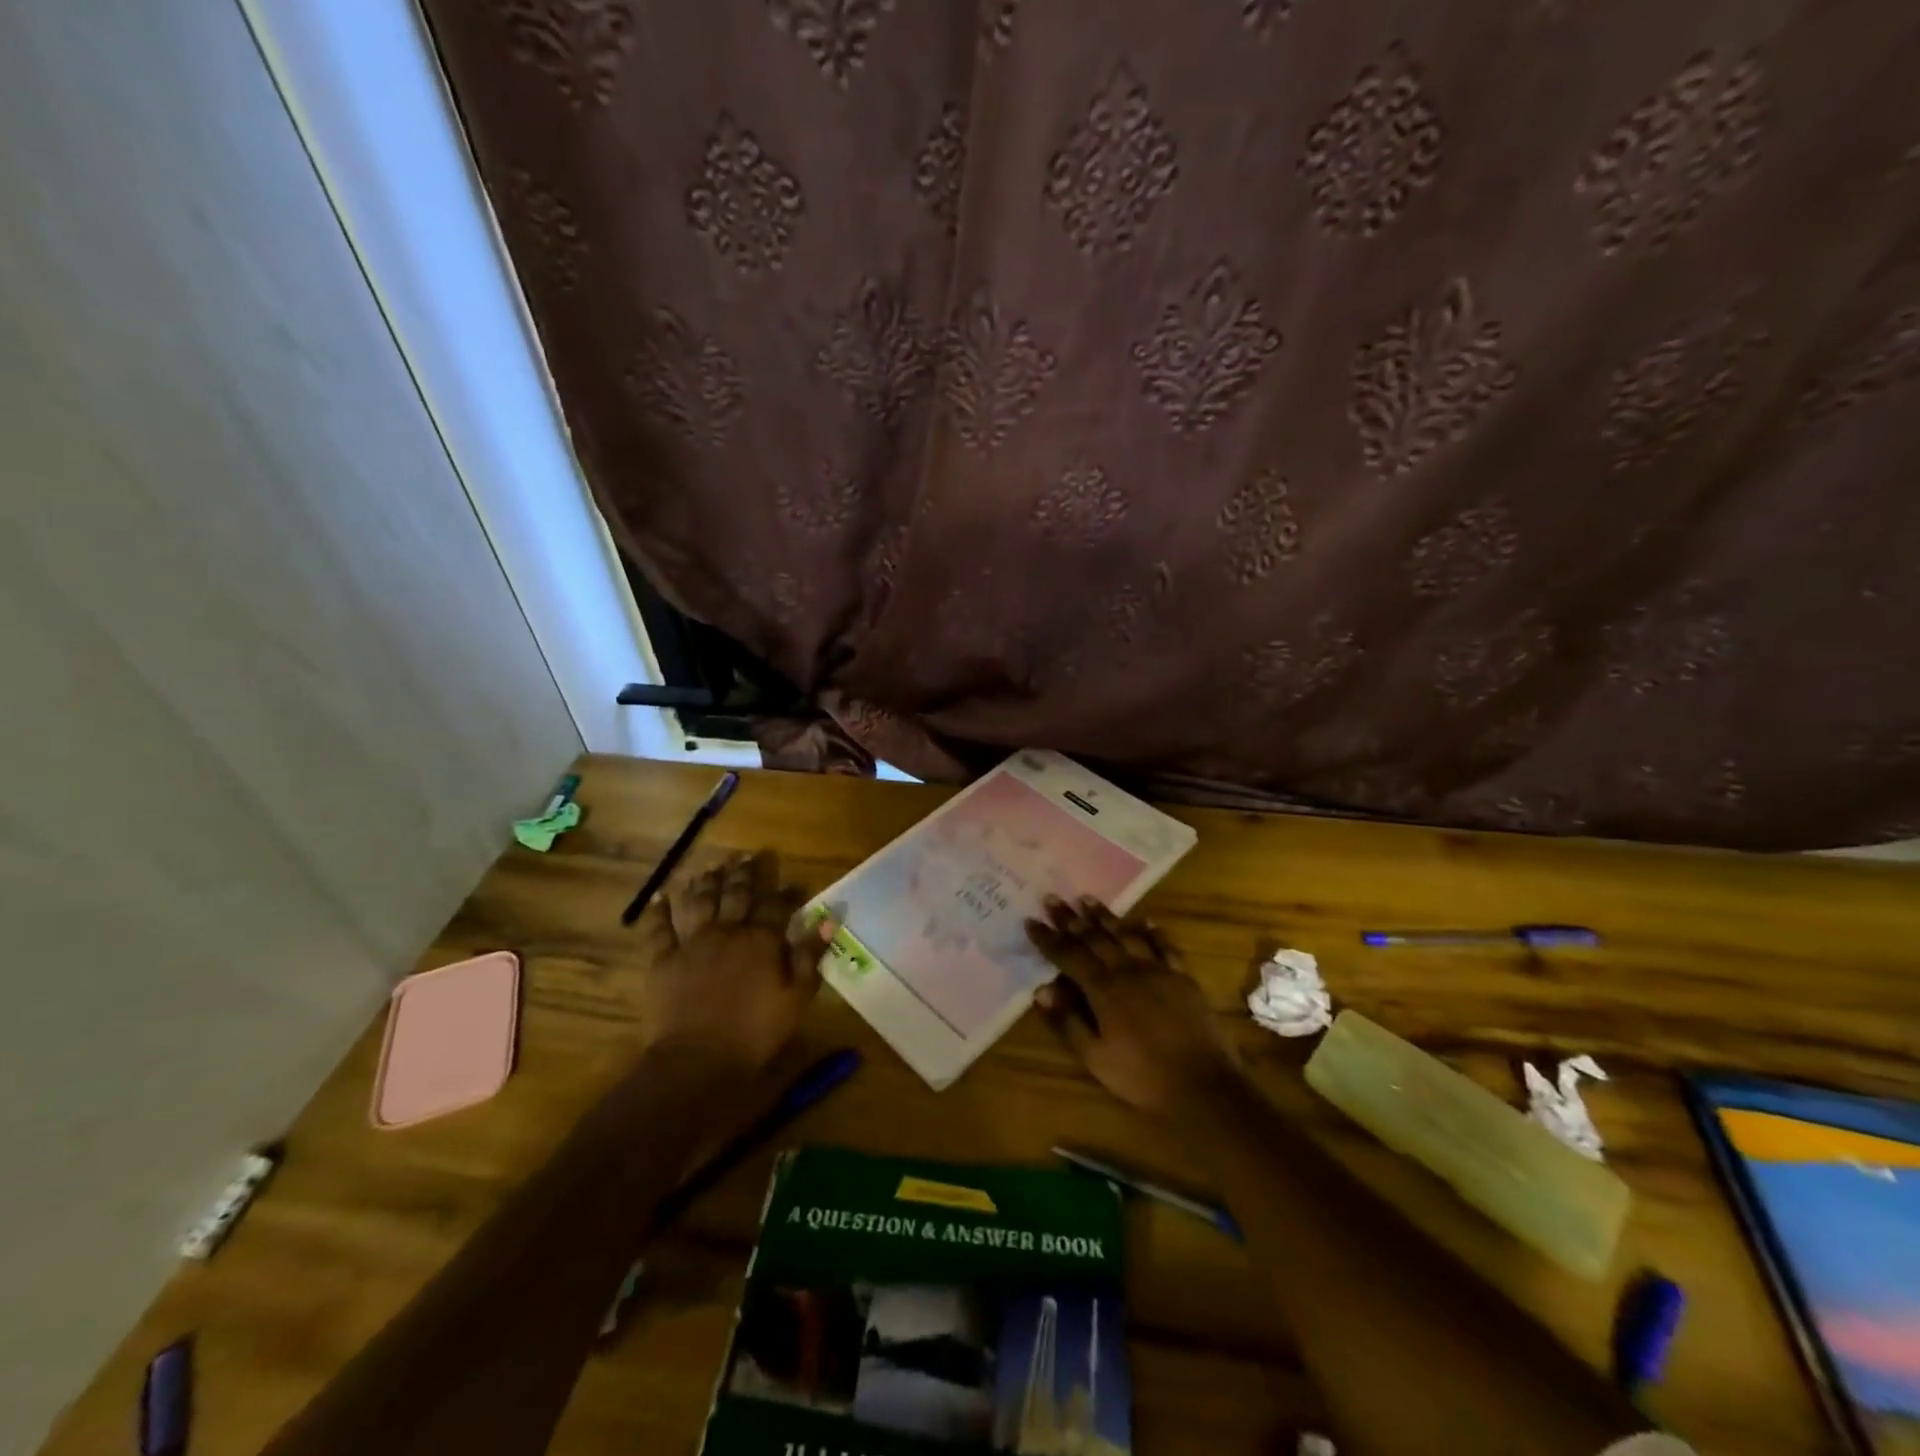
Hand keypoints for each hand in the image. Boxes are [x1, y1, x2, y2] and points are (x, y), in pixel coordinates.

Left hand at [632, 850, 829, 1073]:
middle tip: (748, 856)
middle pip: (737, 894)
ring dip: (707, 881)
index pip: (778, 905)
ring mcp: (693, 943)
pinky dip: (659, 910)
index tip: (795, 883)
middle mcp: (728, 931)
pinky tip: (661, 895)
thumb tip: (828, 919)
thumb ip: (811, 955)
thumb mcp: (797, 997)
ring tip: (712, 866)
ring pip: (700, 901)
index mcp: (762, 940)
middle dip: (744, 873)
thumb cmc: (756, 1032)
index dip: (788, 892)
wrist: (698, 1060)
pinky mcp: (663, 960)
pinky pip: (659, 929)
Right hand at [1027, 896, 1241, 1119]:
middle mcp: (1128, 970)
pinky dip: (1154, 931)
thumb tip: (1042, 990)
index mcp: (1103, 989)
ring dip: (1105, 916)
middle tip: (1053, 898)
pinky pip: (1165, 946)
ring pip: (1126, 935)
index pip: (1068, 955)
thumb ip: (1068, 1021)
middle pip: (1094, 938)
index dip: (1048, 938)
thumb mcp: (1096, 1057)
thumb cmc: (1142, 1077)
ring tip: (1087, 899)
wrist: (1203, 1086)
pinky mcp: (1182, 977)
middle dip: (1070, 918)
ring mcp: (1158, 970)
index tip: (1031, 920)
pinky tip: (1146, 920)